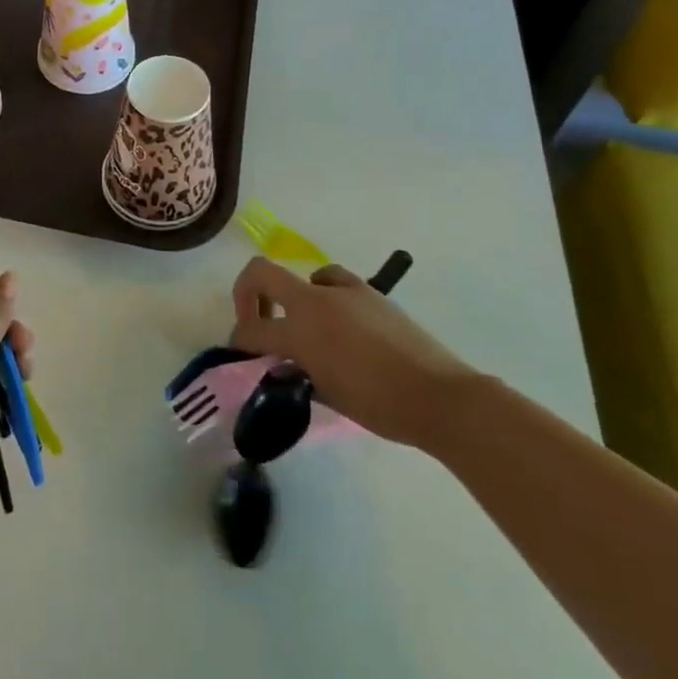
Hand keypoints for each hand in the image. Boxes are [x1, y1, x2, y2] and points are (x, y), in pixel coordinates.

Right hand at [229, 258, 475, 448]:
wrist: (439, 395)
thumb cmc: (379, 405)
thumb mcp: (328, 395)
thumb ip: (298, 373)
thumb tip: (285, 365)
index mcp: (300, 332)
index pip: (252, 330)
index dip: (239, 341)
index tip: (240, 354)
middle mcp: (314, 301)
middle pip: (260, 273)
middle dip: (246, 293)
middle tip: (253, 320)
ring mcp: (343, 291)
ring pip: (302, 278)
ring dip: (292, 298)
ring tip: (304, 326)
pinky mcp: (368, 291)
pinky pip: (333, 281)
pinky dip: (326, 293)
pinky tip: (338, 319)